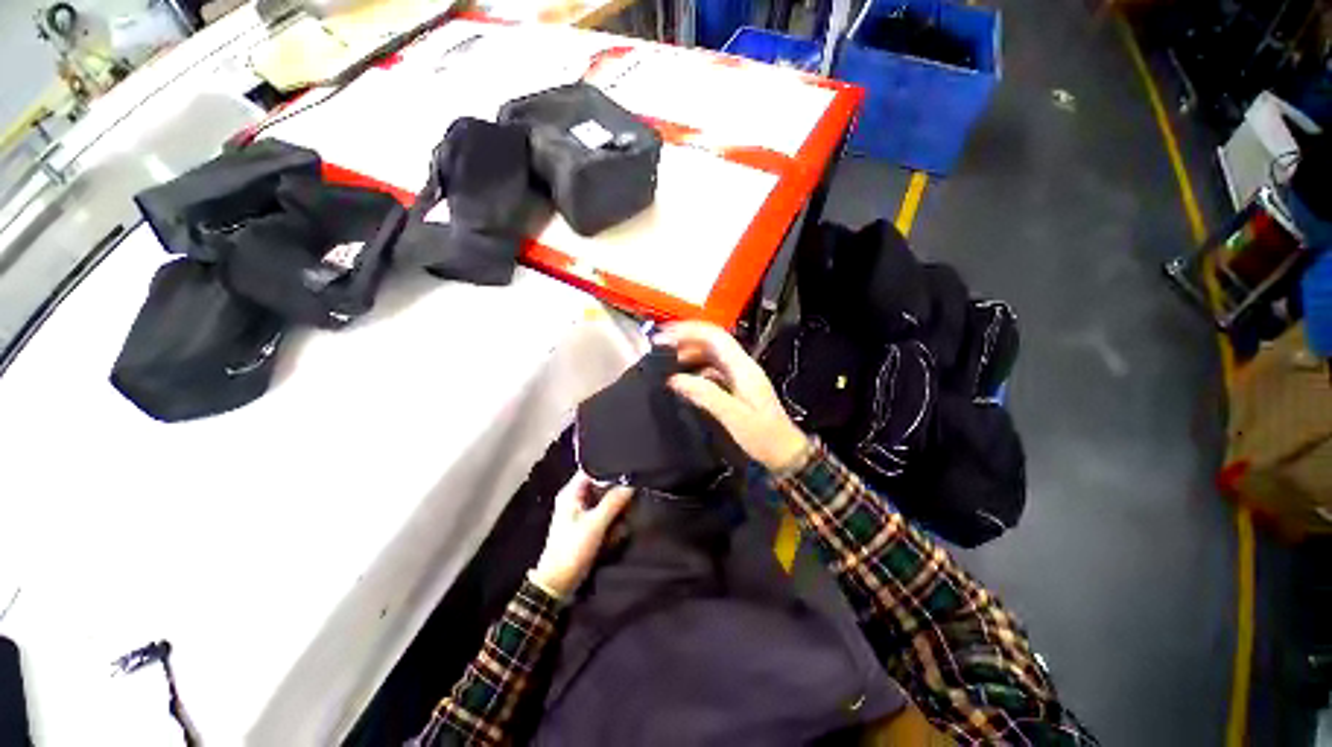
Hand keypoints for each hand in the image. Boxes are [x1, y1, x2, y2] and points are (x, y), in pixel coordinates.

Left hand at [530, 473, 632, 597]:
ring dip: (617, 508)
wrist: (558, 584)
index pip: (593, 468)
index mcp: (572, 492)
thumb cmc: (572, 550)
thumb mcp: (595, 524)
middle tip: (632, 495)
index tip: (629, 466)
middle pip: (602, 484)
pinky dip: (613, 521)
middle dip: (617, 491)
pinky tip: (618, 531)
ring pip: (607, 500)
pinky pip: (606, 515)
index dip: (610, 466)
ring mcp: (583, 512)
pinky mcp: (589, 525)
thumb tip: (631, 483)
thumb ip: (614, 502)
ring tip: (625, 516)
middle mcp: (577, 498)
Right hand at [654, 321, 808, 471]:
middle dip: (685, 339)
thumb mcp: (733, 416)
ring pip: (710, 353)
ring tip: (666, 360)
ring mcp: (739, 374)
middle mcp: (741, 365)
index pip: (714, 336)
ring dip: (688, 352)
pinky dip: (695, 368)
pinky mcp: (736, 385)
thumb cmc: (762, 435)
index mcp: (742, 367)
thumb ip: (705, 395)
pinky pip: (712, 368)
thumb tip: (674, 379)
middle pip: (711, 341)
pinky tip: (683, 378)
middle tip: (659, 347)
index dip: (688, 331)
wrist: (783, 451)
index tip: (663, 337)